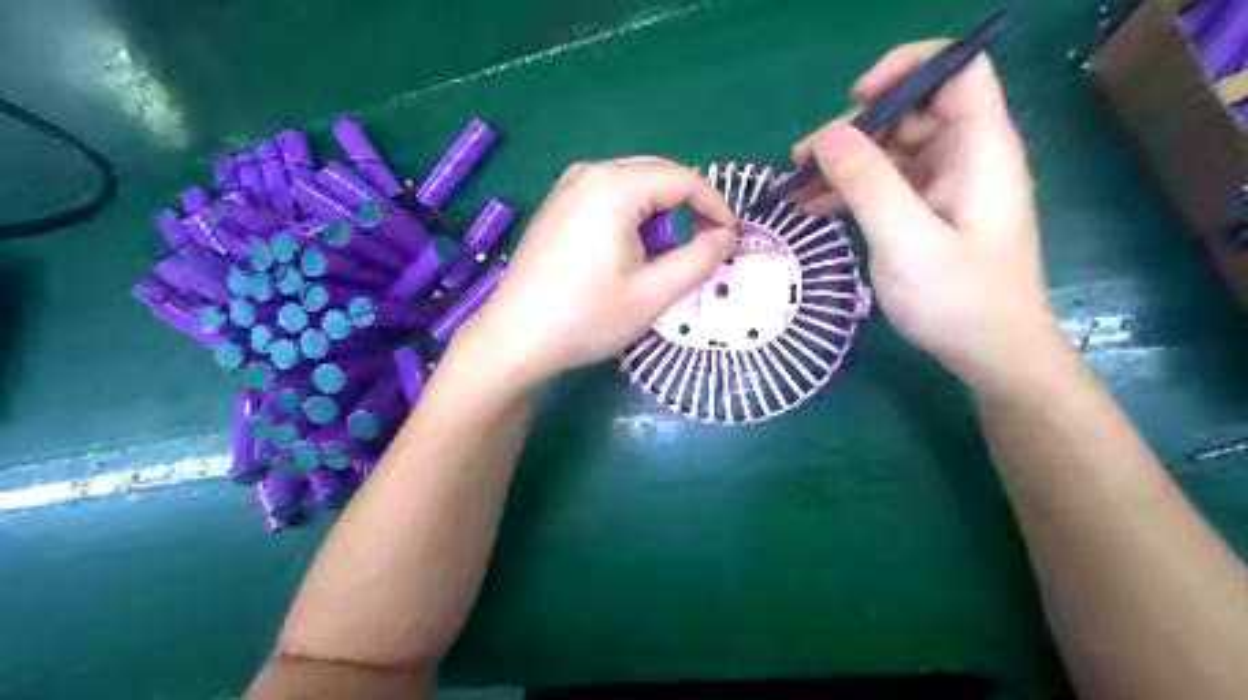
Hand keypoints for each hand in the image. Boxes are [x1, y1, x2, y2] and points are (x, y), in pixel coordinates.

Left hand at [455, 157, 733, 391]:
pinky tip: (626, 253)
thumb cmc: (586, 318)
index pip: (684, 179)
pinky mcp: (557, 204)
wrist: (515, 339)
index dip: (716, 207)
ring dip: (659, 215)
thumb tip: (726, 236)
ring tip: (659, 259)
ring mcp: (568, 185)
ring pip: (635, 185)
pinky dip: (632, 217)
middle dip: (687, 210)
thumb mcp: (654, 294)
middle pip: (659, 175)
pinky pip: (609, 196)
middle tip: (698, 251)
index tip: (731, 240)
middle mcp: (590, 171)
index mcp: (615, 186)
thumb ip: (699, 260)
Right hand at [793, 40, 1055, 391]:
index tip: (855, 100)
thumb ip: (868, 183)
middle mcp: (965, 158)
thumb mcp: (906, 240)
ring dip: (843, 166)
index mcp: (979, 149)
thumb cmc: (957, 299)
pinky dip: (850, 193)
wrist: (990, 355)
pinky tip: (813, 209)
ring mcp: (945, 189)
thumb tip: (827, 134)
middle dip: (854, 130)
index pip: (957, 71)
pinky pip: (886, 187)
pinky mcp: (928, 216)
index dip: (908, 69)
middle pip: (910, 114)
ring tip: (794, 188)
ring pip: (890, 153)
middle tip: (802, 160)